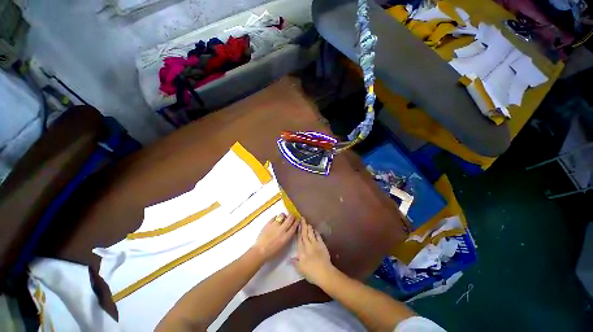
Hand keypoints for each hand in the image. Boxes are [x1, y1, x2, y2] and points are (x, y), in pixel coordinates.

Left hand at [252, 213, 298, 260]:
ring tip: (283, 217)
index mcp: (286, 236)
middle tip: (291, 216)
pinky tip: (276, 219)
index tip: (297, 219)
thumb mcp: (283, 245)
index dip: (297, 222)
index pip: (294, 226)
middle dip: (292, 216)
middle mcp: (282, 229)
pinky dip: (276, 217)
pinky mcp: (268, 223)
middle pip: (290, 219)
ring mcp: (275, 225)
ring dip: (284, 216)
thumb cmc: (272, 252)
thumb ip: (287, 237)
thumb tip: (290, 230)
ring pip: (282, 215)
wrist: (260, 251)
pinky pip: (274, 217)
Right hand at [292, 219, 333, 284]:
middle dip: (303, 226)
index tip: (297, 225)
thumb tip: (289, 259)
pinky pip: (318, 237)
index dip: (298, 232)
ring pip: (311, 234)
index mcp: (301, 251)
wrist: (324, 273)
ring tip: (308, 223)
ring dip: (309, 228)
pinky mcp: (322, 245)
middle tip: (302, 219)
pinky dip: (317, 233)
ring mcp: (315, 244)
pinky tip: (315, 230)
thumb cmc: (311, 273)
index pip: (299, 239)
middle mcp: (308, 245)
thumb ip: (295, 262)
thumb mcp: (300, 269)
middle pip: (305, 234)